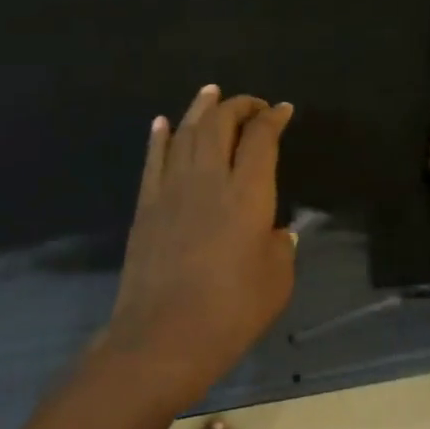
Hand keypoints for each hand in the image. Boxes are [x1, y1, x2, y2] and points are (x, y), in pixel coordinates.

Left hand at [101, 85, 296, 406]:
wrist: (164, 335)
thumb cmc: (231, 311)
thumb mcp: (277, 280)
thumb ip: (280, 246)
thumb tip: (277, 230)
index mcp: (248, 194)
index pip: (261, 139)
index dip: (273, 118)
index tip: (283, 110)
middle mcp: (208, 179)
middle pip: (219, 125)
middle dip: (237, 106)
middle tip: (250, 103)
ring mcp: (171, 189)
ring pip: (184, 133)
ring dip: (199, 109)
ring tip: (210, 93)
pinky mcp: (146, 205)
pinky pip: (153, 159)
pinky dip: (159, 137)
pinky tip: (162, 123)